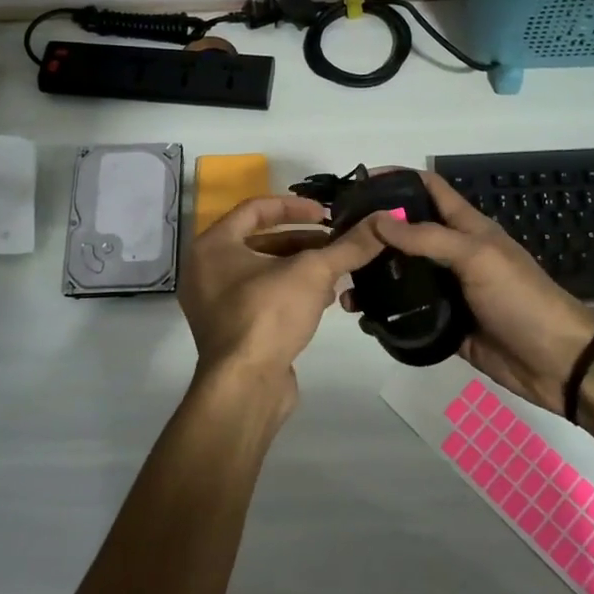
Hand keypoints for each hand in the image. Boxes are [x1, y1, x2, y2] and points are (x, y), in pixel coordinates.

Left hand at [179, 196, 383, 409]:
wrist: (245, 387)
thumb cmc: (268, 314)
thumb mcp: (313, 273)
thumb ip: (349, 246)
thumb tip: (387, 219)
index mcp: (213, 246)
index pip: (255, 209)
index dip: (294, 206)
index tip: (327, 214)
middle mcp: (206, 270)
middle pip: (261, 241)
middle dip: (302, 241)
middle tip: (336, 243)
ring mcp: (216, 304)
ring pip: (264, 272)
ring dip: (301, 268)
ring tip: (337, 271)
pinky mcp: (231, 330)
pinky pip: (262, 298)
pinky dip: (291, 293)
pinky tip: (325, 300)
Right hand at [345, 171, 593, 411]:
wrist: (555, 361)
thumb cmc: (519, 297)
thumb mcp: (476, 256)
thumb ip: (427, 237)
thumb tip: (377, 219)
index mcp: (465, 228)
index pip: (428, 189)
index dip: (397, 179)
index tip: (359, 183)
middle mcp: (451, 253)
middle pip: (406, 232)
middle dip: (373, 230)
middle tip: (337, 237)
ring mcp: (446, 290)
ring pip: (401, 274)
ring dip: (373, 274)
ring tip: (341, 281)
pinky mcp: (442, 323)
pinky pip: (406, 313)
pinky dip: (383, 312)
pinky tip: (360, 316)